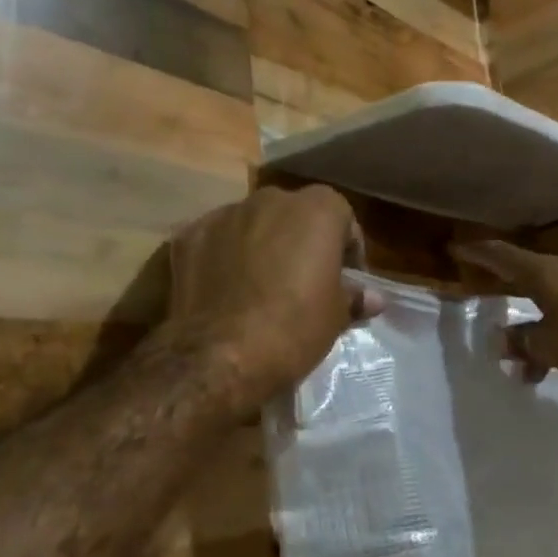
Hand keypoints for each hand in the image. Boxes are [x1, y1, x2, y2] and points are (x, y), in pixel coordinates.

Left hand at [169, 185, 384, 400]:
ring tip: (259, 287)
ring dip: (260, 245)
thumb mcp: (335, 317)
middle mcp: (269, 199)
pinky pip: (214, 241)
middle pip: (294, 214)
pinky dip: (221, 258)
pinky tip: (224, 291)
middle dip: (300, 241)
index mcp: (316, 209)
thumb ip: (353, 297)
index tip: (345, 280)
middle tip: (303, 281)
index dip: (347, 250)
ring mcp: (223, 215)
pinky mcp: (186, 236)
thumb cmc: (293, 329)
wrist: (218, 356)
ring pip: (251, 224)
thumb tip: (371, 298)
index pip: (342, 218)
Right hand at [450, 241, 557, 385]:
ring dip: (542, 339)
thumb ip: (522, 343)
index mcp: (544, 274)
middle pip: (529, 286)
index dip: (477, 253)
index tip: (456, 249)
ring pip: (556, 310)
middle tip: (494, 326)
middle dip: (511, 313)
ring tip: (532, 374)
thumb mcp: (549, 345)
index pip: (501, 256)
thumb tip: (500, 342)